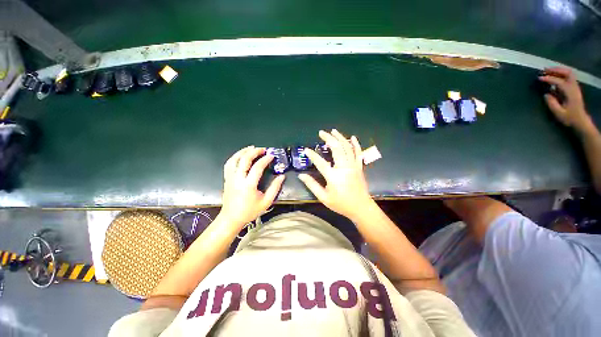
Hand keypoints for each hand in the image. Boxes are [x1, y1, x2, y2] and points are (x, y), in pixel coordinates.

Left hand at [219, 146, 285, 226]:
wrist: (231, 218)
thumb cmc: (249, 211)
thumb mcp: (266, 202)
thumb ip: (275, 188)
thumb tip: (281, 177)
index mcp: (248, 185)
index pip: (257, 167)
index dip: (265, 159)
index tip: (271, 156)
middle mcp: (238, 179)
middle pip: (244, 159)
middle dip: (254, 152)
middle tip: (262, 149)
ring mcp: (230, 178)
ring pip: (234, 159)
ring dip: (243, 151)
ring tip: (251, 148)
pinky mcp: (226, 179)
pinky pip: (228, 164)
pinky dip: (235, 157)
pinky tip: (241, 155)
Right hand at [298, 129, 372, 219]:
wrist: (361, 207)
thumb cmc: (341, 204)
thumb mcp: (324, 197)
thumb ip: (312, 185)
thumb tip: (301, 176)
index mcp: (334, 176)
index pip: (320, 162)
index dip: (312, 155)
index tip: (306, 150)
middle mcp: (344, 168)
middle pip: (336, 149)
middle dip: (328, 138)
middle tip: (321, 132)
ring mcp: (353, 166)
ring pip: (347, 148)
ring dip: (340, 138)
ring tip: (333, 131)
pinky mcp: (359, 167)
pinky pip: (358, 153)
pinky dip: (356, 144)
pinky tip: (352, 137)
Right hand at [539, 67, 591, 131]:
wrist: (581, 121)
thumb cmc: (569, 118)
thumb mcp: (559, 113)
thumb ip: (552, 103)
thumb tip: (546, 94)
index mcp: (570, 93)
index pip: (559, 82)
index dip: (549, 79)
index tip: (539, 78)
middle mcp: (574, 87)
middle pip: (567, 73)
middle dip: (556, 70)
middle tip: (545, 70)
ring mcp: (575, 87)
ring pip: (568, 73)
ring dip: (559, 70)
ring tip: (549, 71)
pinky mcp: (574, 88)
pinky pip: (568, 77)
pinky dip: (561, 74)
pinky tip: (555, 77)